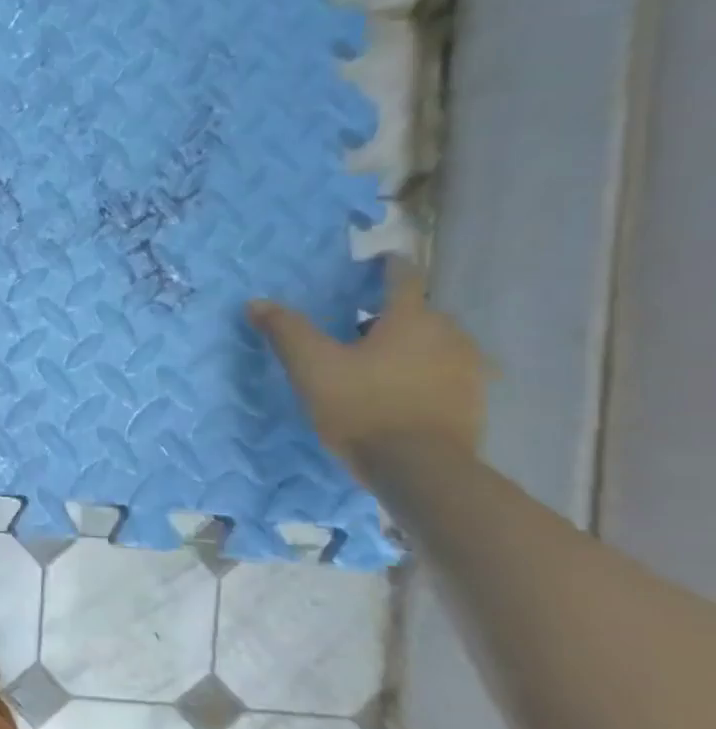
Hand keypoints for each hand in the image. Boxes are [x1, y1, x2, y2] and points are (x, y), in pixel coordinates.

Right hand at [247, 258, 485, 478]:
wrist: (419, 468)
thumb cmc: (362, 406)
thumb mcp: (311, 366)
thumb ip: (286, 330)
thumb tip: (256, 302)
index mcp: (412, 319)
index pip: (404, 278)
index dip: (389, 266)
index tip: (378, 260)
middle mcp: (449, 335)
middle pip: (420, 312)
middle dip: (391, 314)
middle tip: (357, 325)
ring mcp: (469, 369)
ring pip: (435, 343)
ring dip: (409, 344)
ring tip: (377, 361)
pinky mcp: (473, 400)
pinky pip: (446, 372)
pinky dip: (425, 371)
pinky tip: (402, 389)